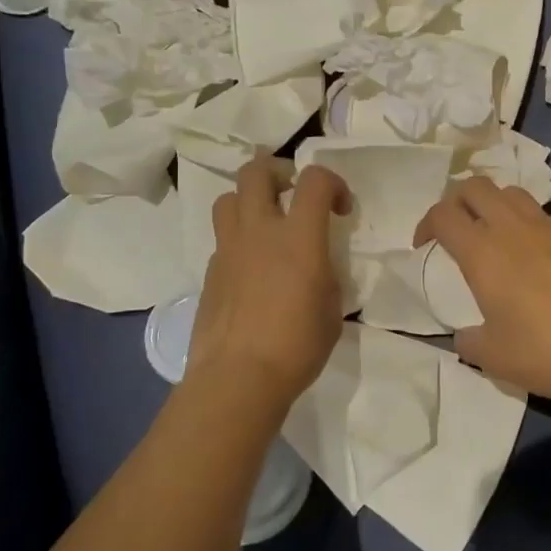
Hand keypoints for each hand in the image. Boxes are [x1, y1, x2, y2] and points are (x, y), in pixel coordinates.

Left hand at [185, 161, 348, 418]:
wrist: (238, 378)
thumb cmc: (297, 346)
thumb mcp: (331, 308)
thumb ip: (326, 274)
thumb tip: (317, 267)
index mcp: (299, 237)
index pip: (315, 179)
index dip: (333, 183)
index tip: (341, 209)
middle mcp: (259, 231)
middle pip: (256, 171)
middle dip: (278, 171)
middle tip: (292, 193)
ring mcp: (228, 250)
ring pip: (228, 198)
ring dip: (249, 201)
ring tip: (266, 224)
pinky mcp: (210, 273)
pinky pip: (222, 239)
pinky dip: (239, 242)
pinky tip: (251, 271)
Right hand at [414, 178, 550, 405]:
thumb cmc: (543, 354)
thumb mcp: (490, 356)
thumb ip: (467, 339)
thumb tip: (466, 334)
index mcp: (483, 252)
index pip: (443, 213)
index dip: (426, 223)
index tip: (425, 245)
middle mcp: (513, 228)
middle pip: (475, 186)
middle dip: (457, 201)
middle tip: (457, 228)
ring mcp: (550, 227)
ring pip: (512, 192)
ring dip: (494, 205)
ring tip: (495, 233)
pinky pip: (545, 216)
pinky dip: (530, 225)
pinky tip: (538, 256)